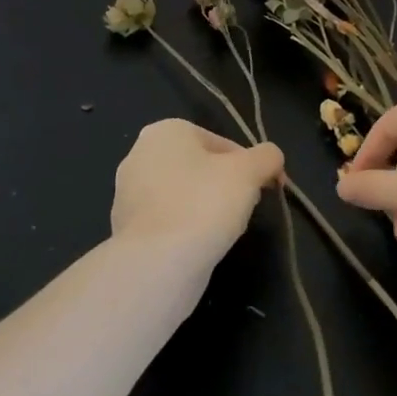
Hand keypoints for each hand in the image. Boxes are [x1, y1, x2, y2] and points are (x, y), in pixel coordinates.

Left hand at [110, 120, 284, 266]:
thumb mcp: (250, 172)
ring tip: (221, 231)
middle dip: (225, 186)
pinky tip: (197, 246)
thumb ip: (267, 156)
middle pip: (201, 167)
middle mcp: (140, 153)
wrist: (157, 265)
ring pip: (184, 194)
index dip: (249, 167)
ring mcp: (128, 192)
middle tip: (243, 210)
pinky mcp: (124, 227)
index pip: (222, 144)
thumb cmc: (205, 204)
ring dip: (205, 208)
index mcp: (166, 130)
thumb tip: (272, 159)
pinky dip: (184, 229)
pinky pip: (167, 220)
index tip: (263, 190)